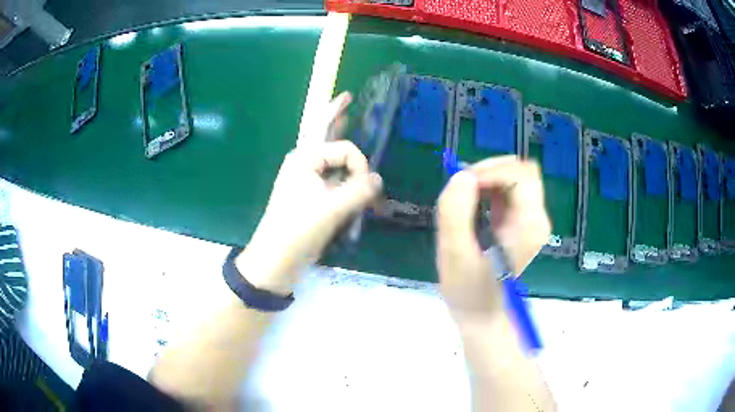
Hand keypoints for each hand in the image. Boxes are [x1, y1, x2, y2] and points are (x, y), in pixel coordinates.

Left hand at [237, 93, 381, 293]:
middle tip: (346, 96)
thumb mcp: (330, 209)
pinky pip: (331, 176)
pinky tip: (347, 162)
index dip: (360, 165)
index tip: (366, 189)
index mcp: (305, 158)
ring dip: (340, 143)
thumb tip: (378, 179)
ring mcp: (307, 180)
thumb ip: (358, 191)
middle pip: (325, 134)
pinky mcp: (311, 196)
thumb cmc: (297, 230)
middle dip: (337, 116)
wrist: (275, 261)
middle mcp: (305, 163)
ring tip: (348, 119)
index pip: (345, 149)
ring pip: (329, 155)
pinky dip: (342, 169)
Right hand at [435, 156, 549, 317]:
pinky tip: (474, 205)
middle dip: (489, 171)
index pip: (520, 175)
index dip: (490, 171)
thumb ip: (455, 212)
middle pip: (522, 170)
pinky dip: (489, 187)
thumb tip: (462, 176)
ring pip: (515, 176)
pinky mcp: (523, 221)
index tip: (462, 184)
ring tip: (465, 199)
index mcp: (529, 225)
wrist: (483, 315)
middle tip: (462, 188)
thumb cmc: (468, 291)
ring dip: (488, 179)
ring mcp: (532, 219)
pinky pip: (509, 189)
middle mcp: (538, 218)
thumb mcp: (454, 254)